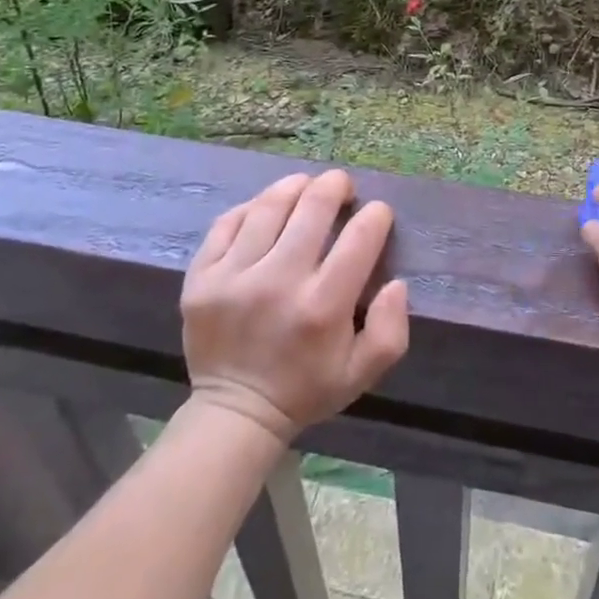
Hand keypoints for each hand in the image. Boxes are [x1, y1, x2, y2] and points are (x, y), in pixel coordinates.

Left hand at [182, 169, 410, 442]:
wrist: (235, 413)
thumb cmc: (306, 388)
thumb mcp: (363, 372)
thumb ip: (391, 328)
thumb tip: (396, 282)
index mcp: (323, 307)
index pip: (360, 236)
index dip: (377, 215)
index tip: (377, 214)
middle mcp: (278, 283)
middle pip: (313, 206)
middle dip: (336, 186)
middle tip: (342, 187)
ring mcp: (234, 276)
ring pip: (270, 205)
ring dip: (296, 187)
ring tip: (306, 187)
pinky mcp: (202, 276)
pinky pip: (228, 221)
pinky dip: (252, 207)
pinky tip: (266, 210)